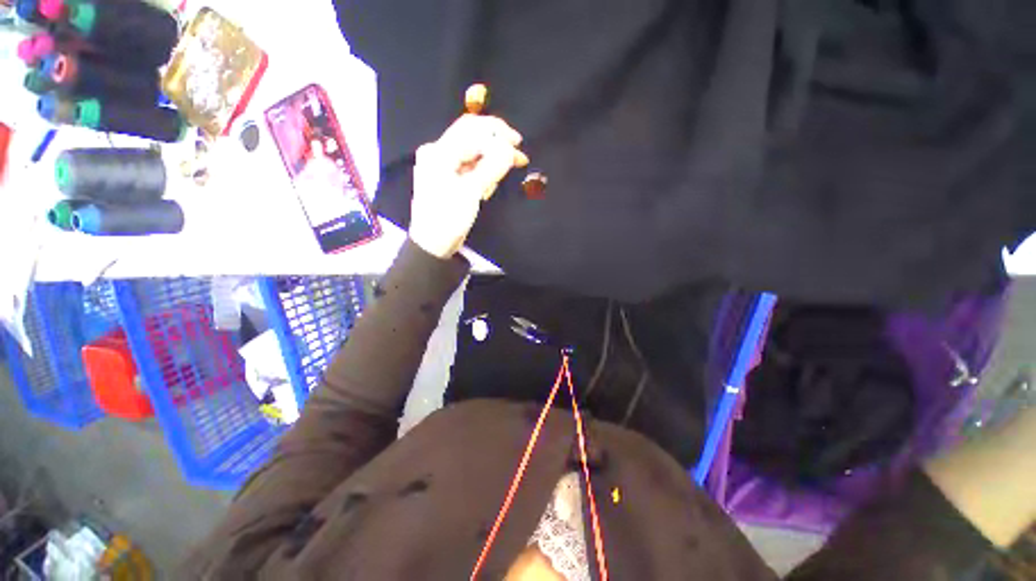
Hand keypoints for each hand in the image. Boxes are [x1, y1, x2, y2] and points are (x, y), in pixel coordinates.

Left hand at [409, 114, 528, 258]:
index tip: (518, 146)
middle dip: (496, 142)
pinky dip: (483, 172)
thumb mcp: (471, 192)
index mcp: (439, 152)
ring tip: (502, 176)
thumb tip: (510, 149)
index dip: (497, 134)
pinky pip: (469, 167)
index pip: (471, 131)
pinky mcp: (449, 178)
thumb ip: (491, 168)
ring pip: (472, 153)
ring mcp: (443, 166)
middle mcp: (438, 153)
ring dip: (491, 160)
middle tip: (518, 153)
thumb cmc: (448, 219)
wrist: (433, 245)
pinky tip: (488, 186)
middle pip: (471, 136)